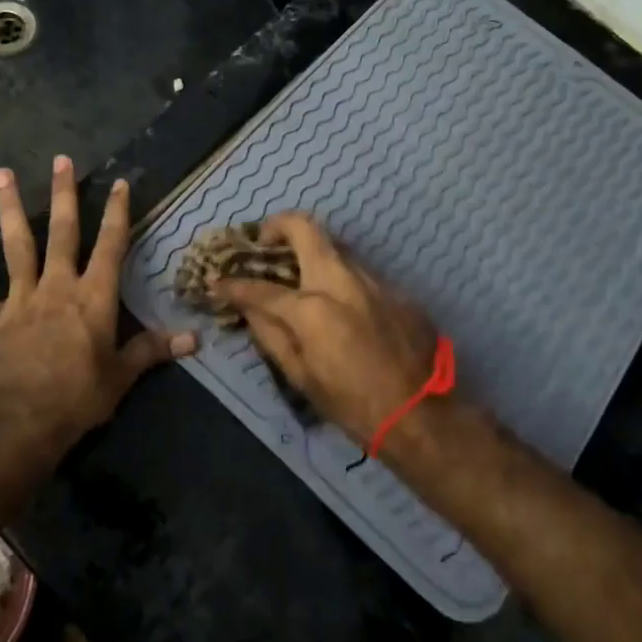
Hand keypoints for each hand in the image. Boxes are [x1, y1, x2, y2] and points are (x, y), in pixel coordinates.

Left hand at [0, 155, 196, 452]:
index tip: (119, 182)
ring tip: (1, 173)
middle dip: (63, 194)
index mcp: (92, 298)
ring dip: (9, 209)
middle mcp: (56, 288)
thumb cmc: (79, 398)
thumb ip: (152, 350)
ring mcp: (18, 301)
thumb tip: (194, 339)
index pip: (110, 246)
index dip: (117, 213)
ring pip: (15, 247)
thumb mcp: (122, 377)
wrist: (21, 423)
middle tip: (60, 159)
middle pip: (61, 232)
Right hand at [212, 213, 438, 444]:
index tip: (218, 282)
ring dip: (311, 253)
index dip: (233, 285)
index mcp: (312, 308)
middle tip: (265, 242)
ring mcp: (372, 279)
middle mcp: (341, 280)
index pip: (260, 287)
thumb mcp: (301, 376)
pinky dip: (339, 278)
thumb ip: (270, 335)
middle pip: (304, 228)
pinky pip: (358, 272)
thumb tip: (250, 309)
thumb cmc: (353, 404)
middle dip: (277, 226)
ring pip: (334, 247)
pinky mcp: (395, 288)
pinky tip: (339, 304)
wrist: (423, 415)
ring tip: (300, 275)